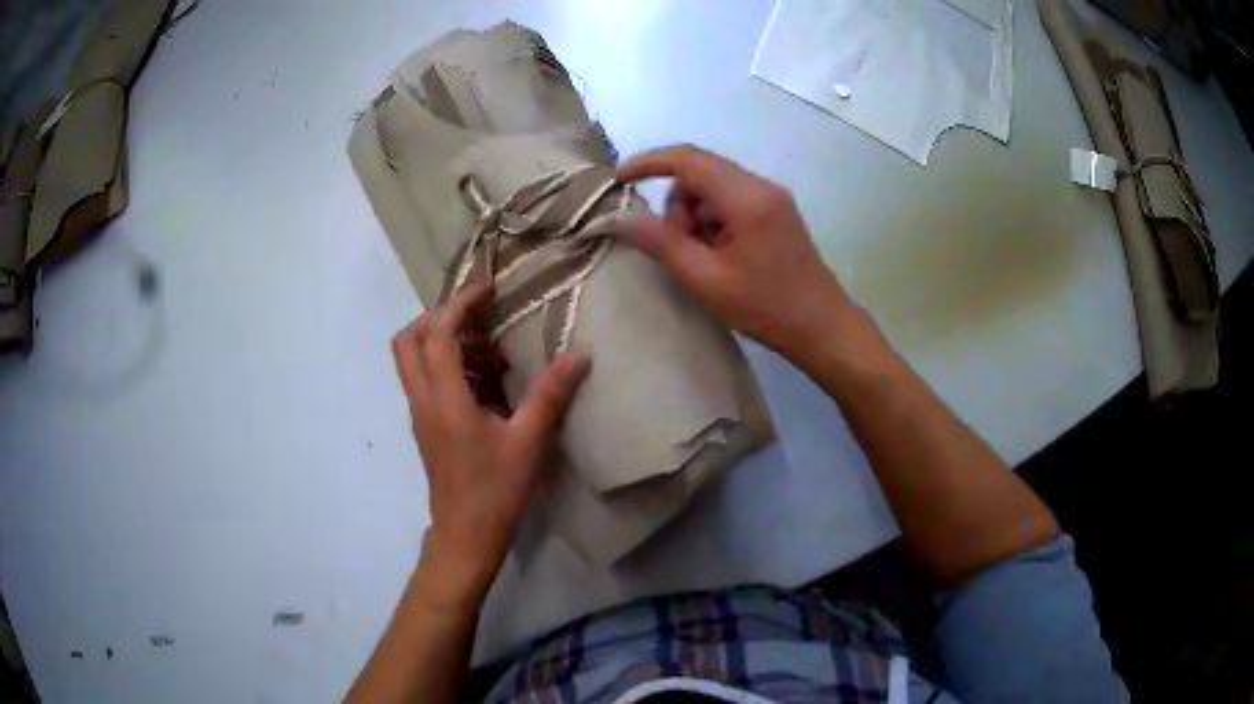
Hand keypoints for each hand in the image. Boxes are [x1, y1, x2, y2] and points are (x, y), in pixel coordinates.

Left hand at [392, 284, 590, 608]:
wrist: (466, 536)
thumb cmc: (495, 491)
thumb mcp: (528, 442)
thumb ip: (551, 395)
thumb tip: (580, 355)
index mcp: (443, 398)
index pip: (438, 334)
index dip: (459, 304)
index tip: (487, 288)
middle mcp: (423, 400)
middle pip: (408, 341)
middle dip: (438, 317)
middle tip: (477, 316)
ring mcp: (421, 414)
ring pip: (414, 361)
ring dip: (444, 341)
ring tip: (489, 346)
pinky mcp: (427, 427)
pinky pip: (427, 381)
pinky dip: (449, 366)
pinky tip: (487, 381)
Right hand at [617, 144, 852, 363]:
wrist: (822, 327)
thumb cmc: (765, 307)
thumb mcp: (705, 279)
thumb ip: (661, 243)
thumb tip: (619, 218)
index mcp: (746, 197)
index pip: (687, 159)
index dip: (648, 162)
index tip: (619, 179)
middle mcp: (761, 185)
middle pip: (700, 171)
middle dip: (676, 201)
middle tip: (676, 245)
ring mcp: (772, 197)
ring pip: (714, 186)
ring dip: (695, 213)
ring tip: (701, 256)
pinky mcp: (776, 211)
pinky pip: (731, 199)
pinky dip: (714, 219)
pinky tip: (719, 254)